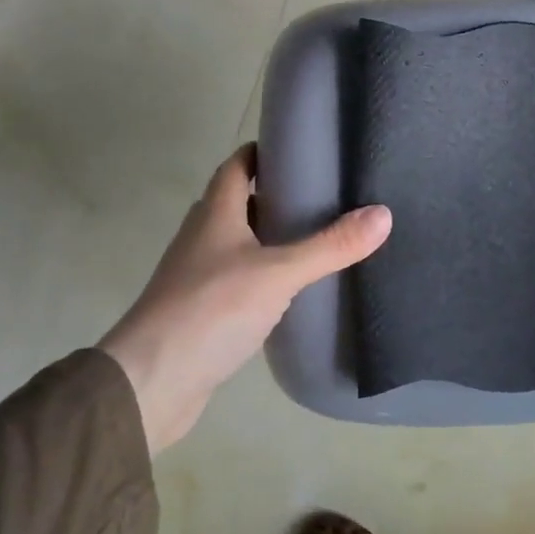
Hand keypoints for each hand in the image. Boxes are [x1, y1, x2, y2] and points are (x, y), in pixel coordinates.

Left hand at [99, 144, 391, 450]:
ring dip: (268, 238)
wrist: (151, 382)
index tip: (299, 151)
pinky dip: (261, 276)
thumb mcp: (279, 273)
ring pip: (236, 244)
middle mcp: (201, 239)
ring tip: (314, 240)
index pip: (235, 167)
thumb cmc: (211, 310)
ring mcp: (196, 277)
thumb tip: (383, 214)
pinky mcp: (200, 313)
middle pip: (236, 204)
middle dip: (273, 197)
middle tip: (322, 197)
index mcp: (214, 215)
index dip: (262, 153)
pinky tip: (288, 291)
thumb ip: (330, 246)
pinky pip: (236, 281)